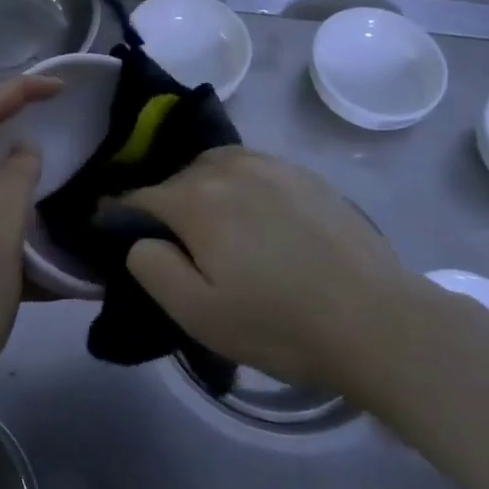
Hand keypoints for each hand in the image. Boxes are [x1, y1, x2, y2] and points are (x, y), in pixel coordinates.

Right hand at [117, 147, 415, 392]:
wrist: (376, 320)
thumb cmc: (279, 324)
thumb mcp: (198, 313)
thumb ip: (151, 267)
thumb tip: (139, 237)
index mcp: (196, 197)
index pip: (138, 197)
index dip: (119, 217)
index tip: (111, 233)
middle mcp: (228, 166)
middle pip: (177, 178)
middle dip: (165, 206)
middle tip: (177, 249)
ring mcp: (271, 164)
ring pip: (215, 167)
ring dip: (203, 191)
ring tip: (217, 231)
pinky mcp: (304, 173)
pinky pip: (252, 169)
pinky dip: (239, 187)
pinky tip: (258, 222)